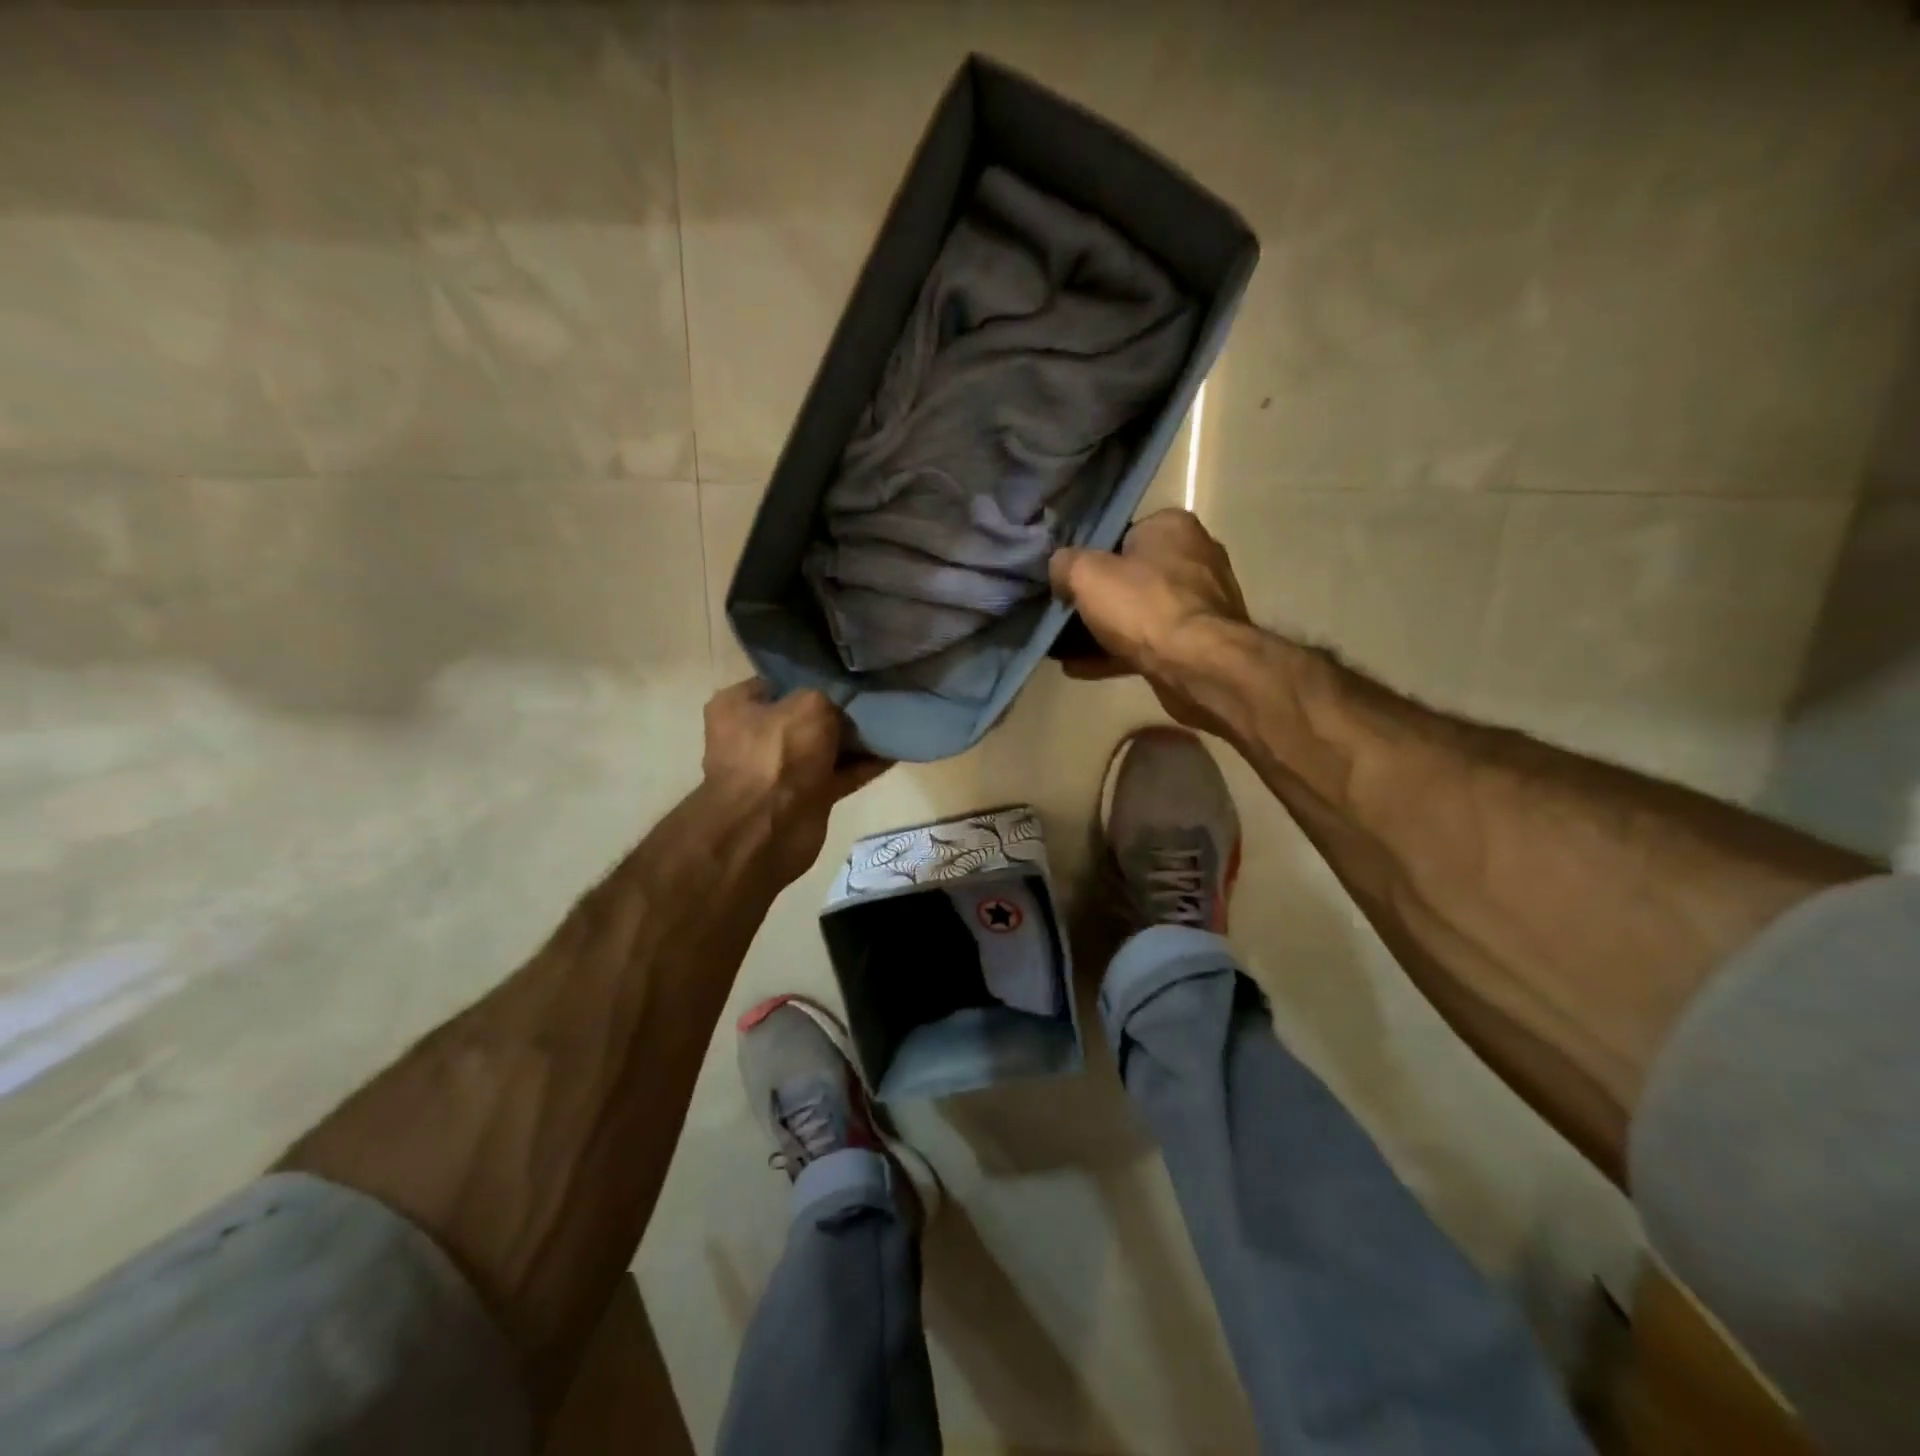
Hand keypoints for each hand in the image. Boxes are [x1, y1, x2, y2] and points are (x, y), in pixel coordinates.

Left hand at [702, 680, 889, 886]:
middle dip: (838, 711)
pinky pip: (840, 773)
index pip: (778, 682)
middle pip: (805, 716)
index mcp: (738, 706)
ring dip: (855, 740)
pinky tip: (893, 752)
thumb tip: (841, 709)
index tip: (846, 675)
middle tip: (873, 699)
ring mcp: (780, 769)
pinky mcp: (805, 796)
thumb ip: (831, 698)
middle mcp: (755, 735)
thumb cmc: (779, 754)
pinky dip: (863, 765)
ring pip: (825, 746)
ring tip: (892, 723)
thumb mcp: (810, 705)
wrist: (768, 829)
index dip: (812, 678)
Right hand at [1048, 509, 1250, 732]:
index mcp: (1172, 527)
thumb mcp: (1086, 574)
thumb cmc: (1143, 605)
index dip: (1090, 558)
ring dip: (1102, 631)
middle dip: (1097, 599)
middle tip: (1064, 616)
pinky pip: (1148, 643)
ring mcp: (1200, 602)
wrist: (1197, 665)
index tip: (1067, 582)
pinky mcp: (1199, 641)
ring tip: (1063, 648)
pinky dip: (1116, 653)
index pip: (1122, 534)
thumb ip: (1065, 564)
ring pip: (1138, 613)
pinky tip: (1081, 668)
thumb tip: (1060, 569)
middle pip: (1130, 576)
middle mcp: (1194, 557)